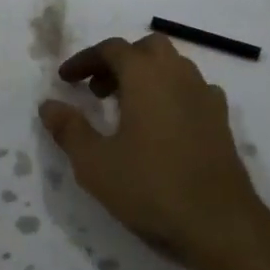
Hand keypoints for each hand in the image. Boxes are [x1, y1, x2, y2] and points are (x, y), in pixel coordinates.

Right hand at [38, 34, 269, 268]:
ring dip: (146, 75)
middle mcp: (178, 74)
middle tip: (97, 90)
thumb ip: (69, 129)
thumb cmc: (151, 187)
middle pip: (146, 48)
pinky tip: (163, 124)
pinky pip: (192, 90)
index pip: (111, 49)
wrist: (219, 221)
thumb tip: (48, 105)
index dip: (84, 60)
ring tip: (126, 108)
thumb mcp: (95, 163)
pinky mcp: (221, 119)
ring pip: (173, 66)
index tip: (65, 80)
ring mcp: (204, 95)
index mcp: (146, 76)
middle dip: (119, 61)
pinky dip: (171, 93)